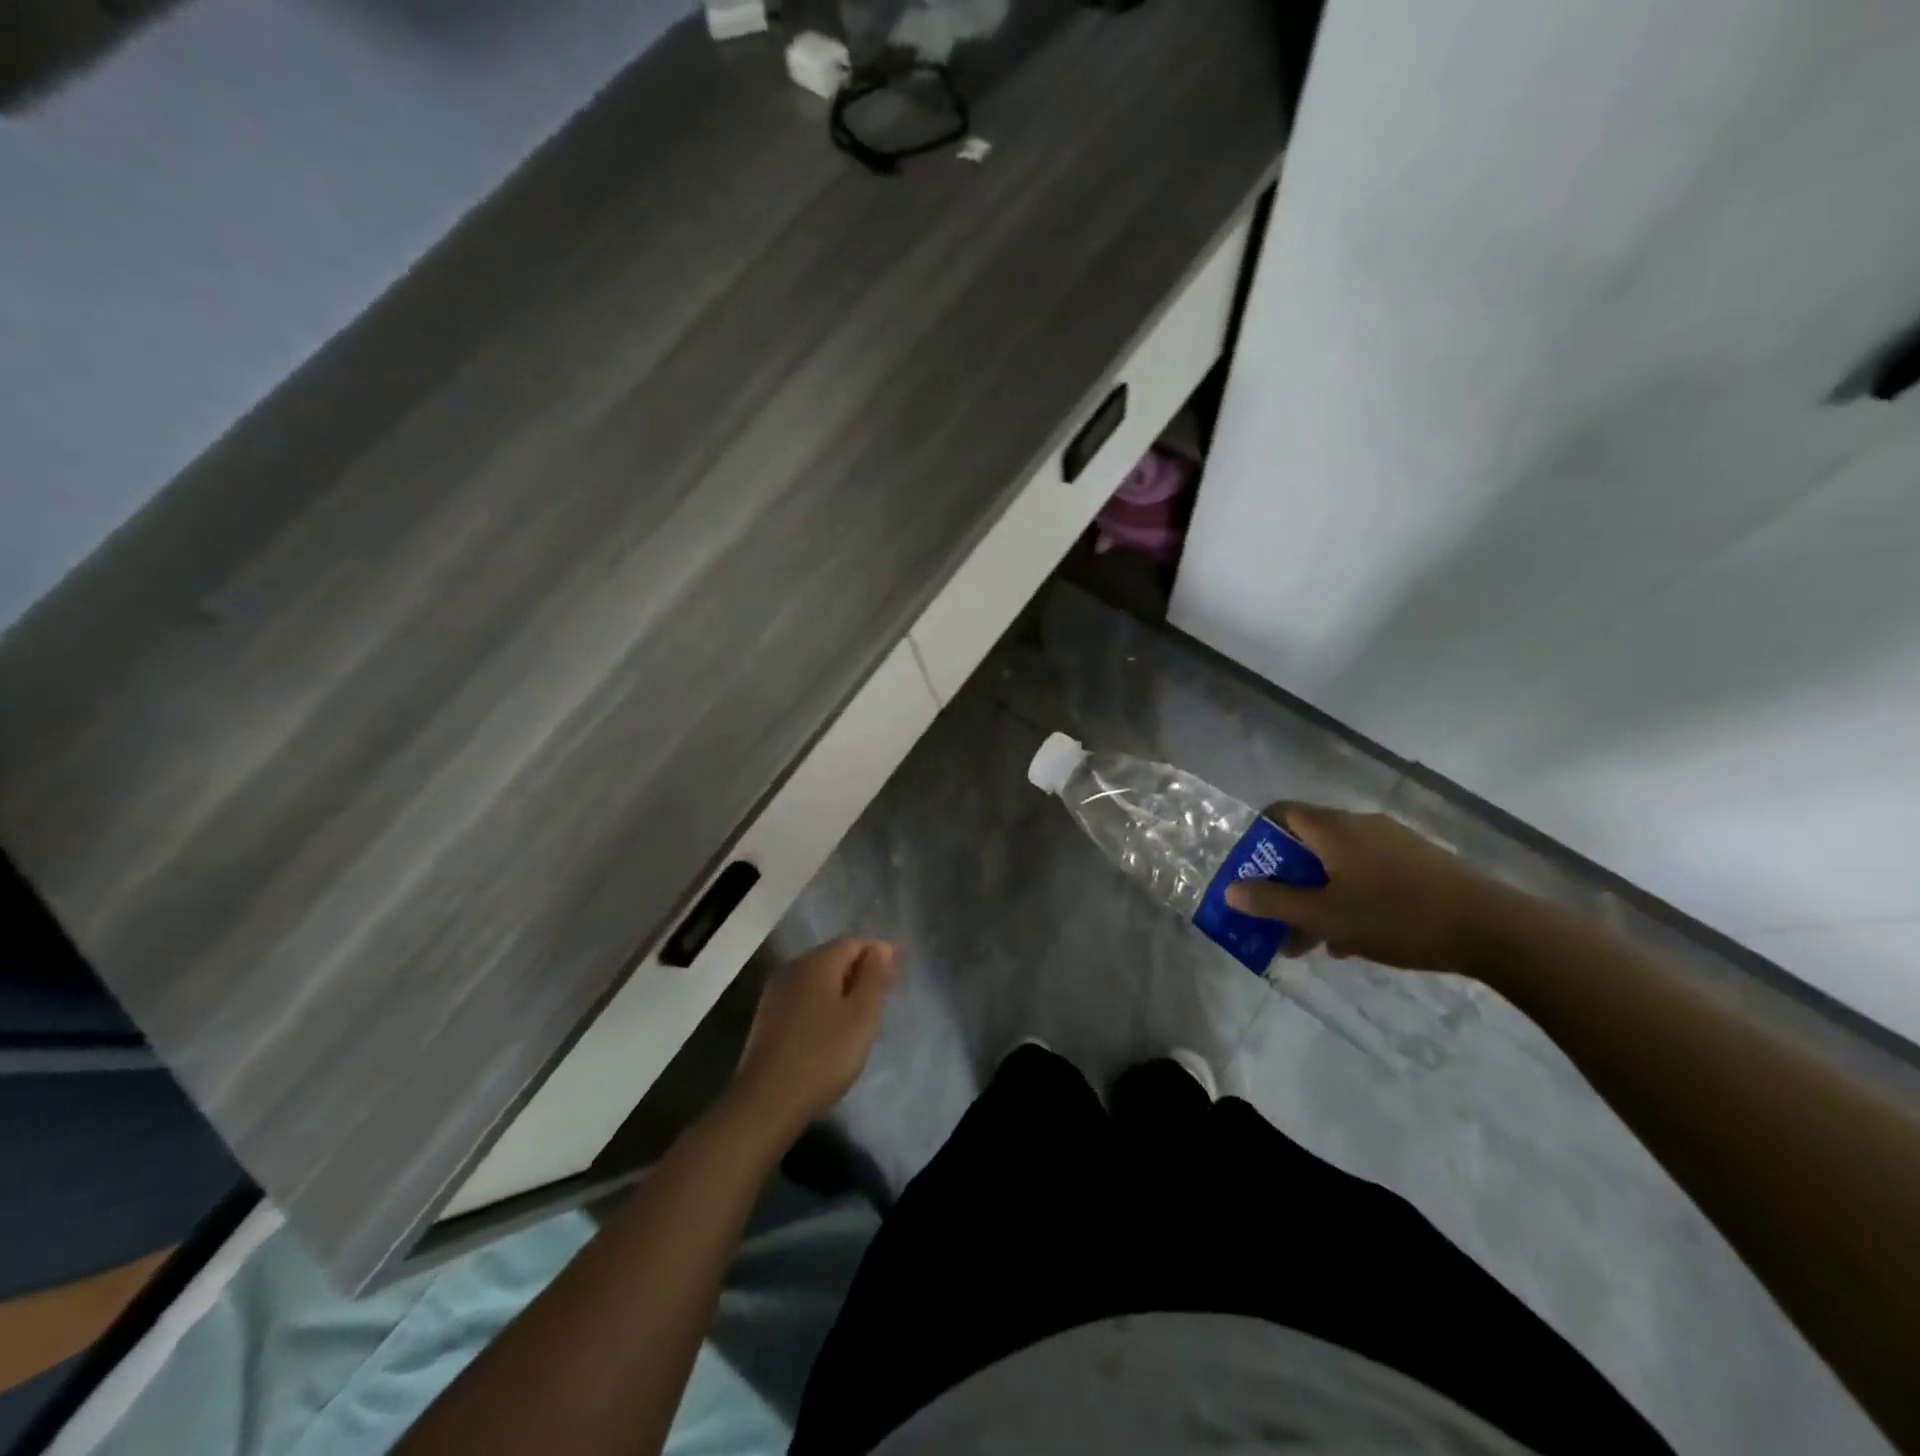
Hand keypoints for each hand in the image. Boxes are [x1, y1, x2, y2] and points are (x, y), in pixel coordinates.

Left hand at [726, 938, 897, 1141]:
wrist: (767, 1101)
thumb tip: (881, 947)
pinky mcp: (768, 1017)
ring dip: (843, 988)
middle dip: (861, 970)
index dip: (879, 952)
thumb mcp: (861, 1015)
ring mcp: (776, 993)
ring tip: (863, 1014)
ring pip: (818, 978)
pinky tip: (833, 1028)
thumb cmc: (824, 1055)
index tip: (898, 975)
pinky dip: (824, 1003)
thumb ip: (874, 977)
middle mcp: (793, 968)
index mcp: (817, 962)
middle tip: (885, 995)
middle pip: (834, 957)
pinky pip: (804, 997)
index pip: (854, 942)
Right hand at [1225, 805, 1505, 973]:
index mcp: (1333, 828)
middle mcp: (1360, 825)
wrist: (1494, 929)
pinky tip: (1355, 941)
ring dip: (1319, 898)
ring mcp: (1394, 843)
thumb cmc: (1395, 916)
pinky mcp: (1420, 864)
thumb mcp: (1324, 915)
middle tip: (1277, 919)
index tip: (1250, 874)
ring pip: (1338, 865)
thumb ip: (1273, 902)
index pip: (1280, 813)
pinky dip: (1350, 899)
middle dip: (1287, 882)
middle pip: (1308, 845)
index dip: (1257, 840)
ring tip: (1314, 943)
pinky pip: (1368, 874)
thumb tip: (1230, 889)